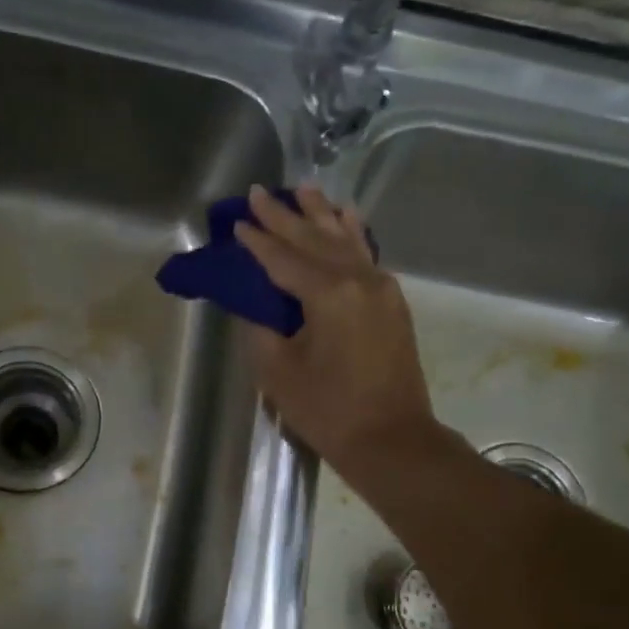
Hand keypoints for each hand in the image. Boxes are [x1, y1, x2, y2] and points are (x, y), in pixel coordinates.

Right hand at [235, 184, 438, 474]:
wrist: (391, 439)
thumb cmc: (328, 410)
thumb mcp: (277, 372)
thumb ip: (261, 328)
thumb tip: (257, 304)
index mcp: (328, 294)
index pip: (283, 258)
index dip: (257, 241)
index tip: (236, 221)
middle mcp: (358, 279)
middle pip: (314, 240)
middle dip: (285, 216)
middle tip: (260, 192)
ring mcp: (381, 288)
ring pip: (345, 240)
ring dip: (321, 215)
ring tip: (304, 189)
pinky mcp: (392, 302)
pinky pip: (366, 255)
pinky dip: (352, 234)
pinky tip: (346, 218)